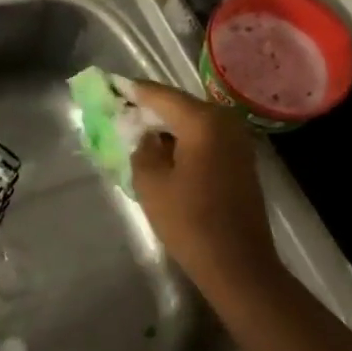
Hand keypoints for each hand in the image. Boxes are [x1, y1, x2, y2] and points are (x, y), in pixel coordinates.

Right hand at [126, 79, 280, 292]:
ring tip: (138, 130)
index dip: (133, 91)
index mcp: (203, 121)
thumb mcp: (151, 183)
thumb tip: (144, 133)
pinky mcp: (241, 159)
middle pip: (179, 105)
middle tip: (121, 109)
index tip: (110, 85)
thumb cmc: (190, 222)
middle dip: (150, 108)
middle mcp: (225, 121)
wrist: (238, 265)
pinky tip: (165, 151)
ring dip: (167, 125)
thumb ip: (141, 147)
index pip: (160, 95)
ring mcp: (238, 140)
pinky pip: (206, 137)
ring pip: (193, 121)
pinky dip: (184, 139)